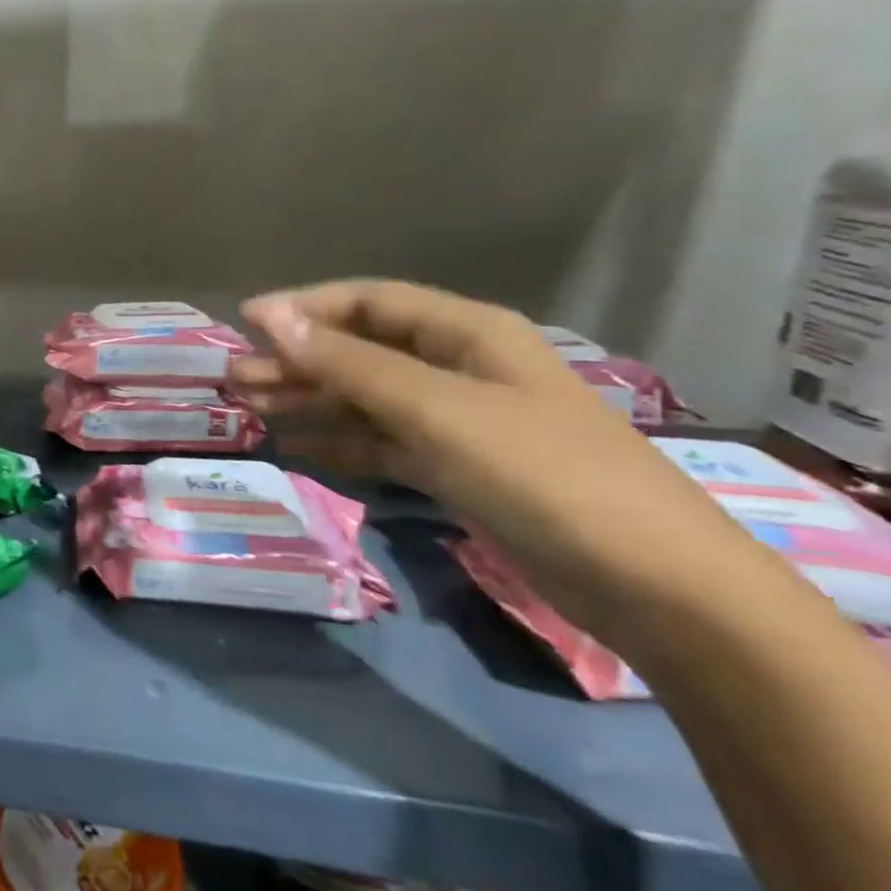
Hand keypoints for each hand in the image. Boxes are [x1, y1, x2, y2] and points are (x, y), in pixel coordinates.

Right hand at [227, 280, 752, 636]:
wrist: (655, 588)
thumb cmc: (541, 474)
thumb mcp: (436, 410)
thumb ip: (348, 364)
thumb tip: (269, 316)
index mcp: (468, 334)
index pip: (370, 302)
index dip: (305, 309)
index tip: (244, 324)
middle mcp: (460, 368)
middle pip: (362, 351)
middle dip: (298, 361)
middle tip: (235, 379)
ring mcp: (460, 422)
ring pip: (368, 399)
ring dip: (311, 401)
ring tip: (251, 409)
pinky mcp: (459, 469)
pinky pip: (384, 443)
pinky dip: (341, 442)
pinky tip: (297, 447)